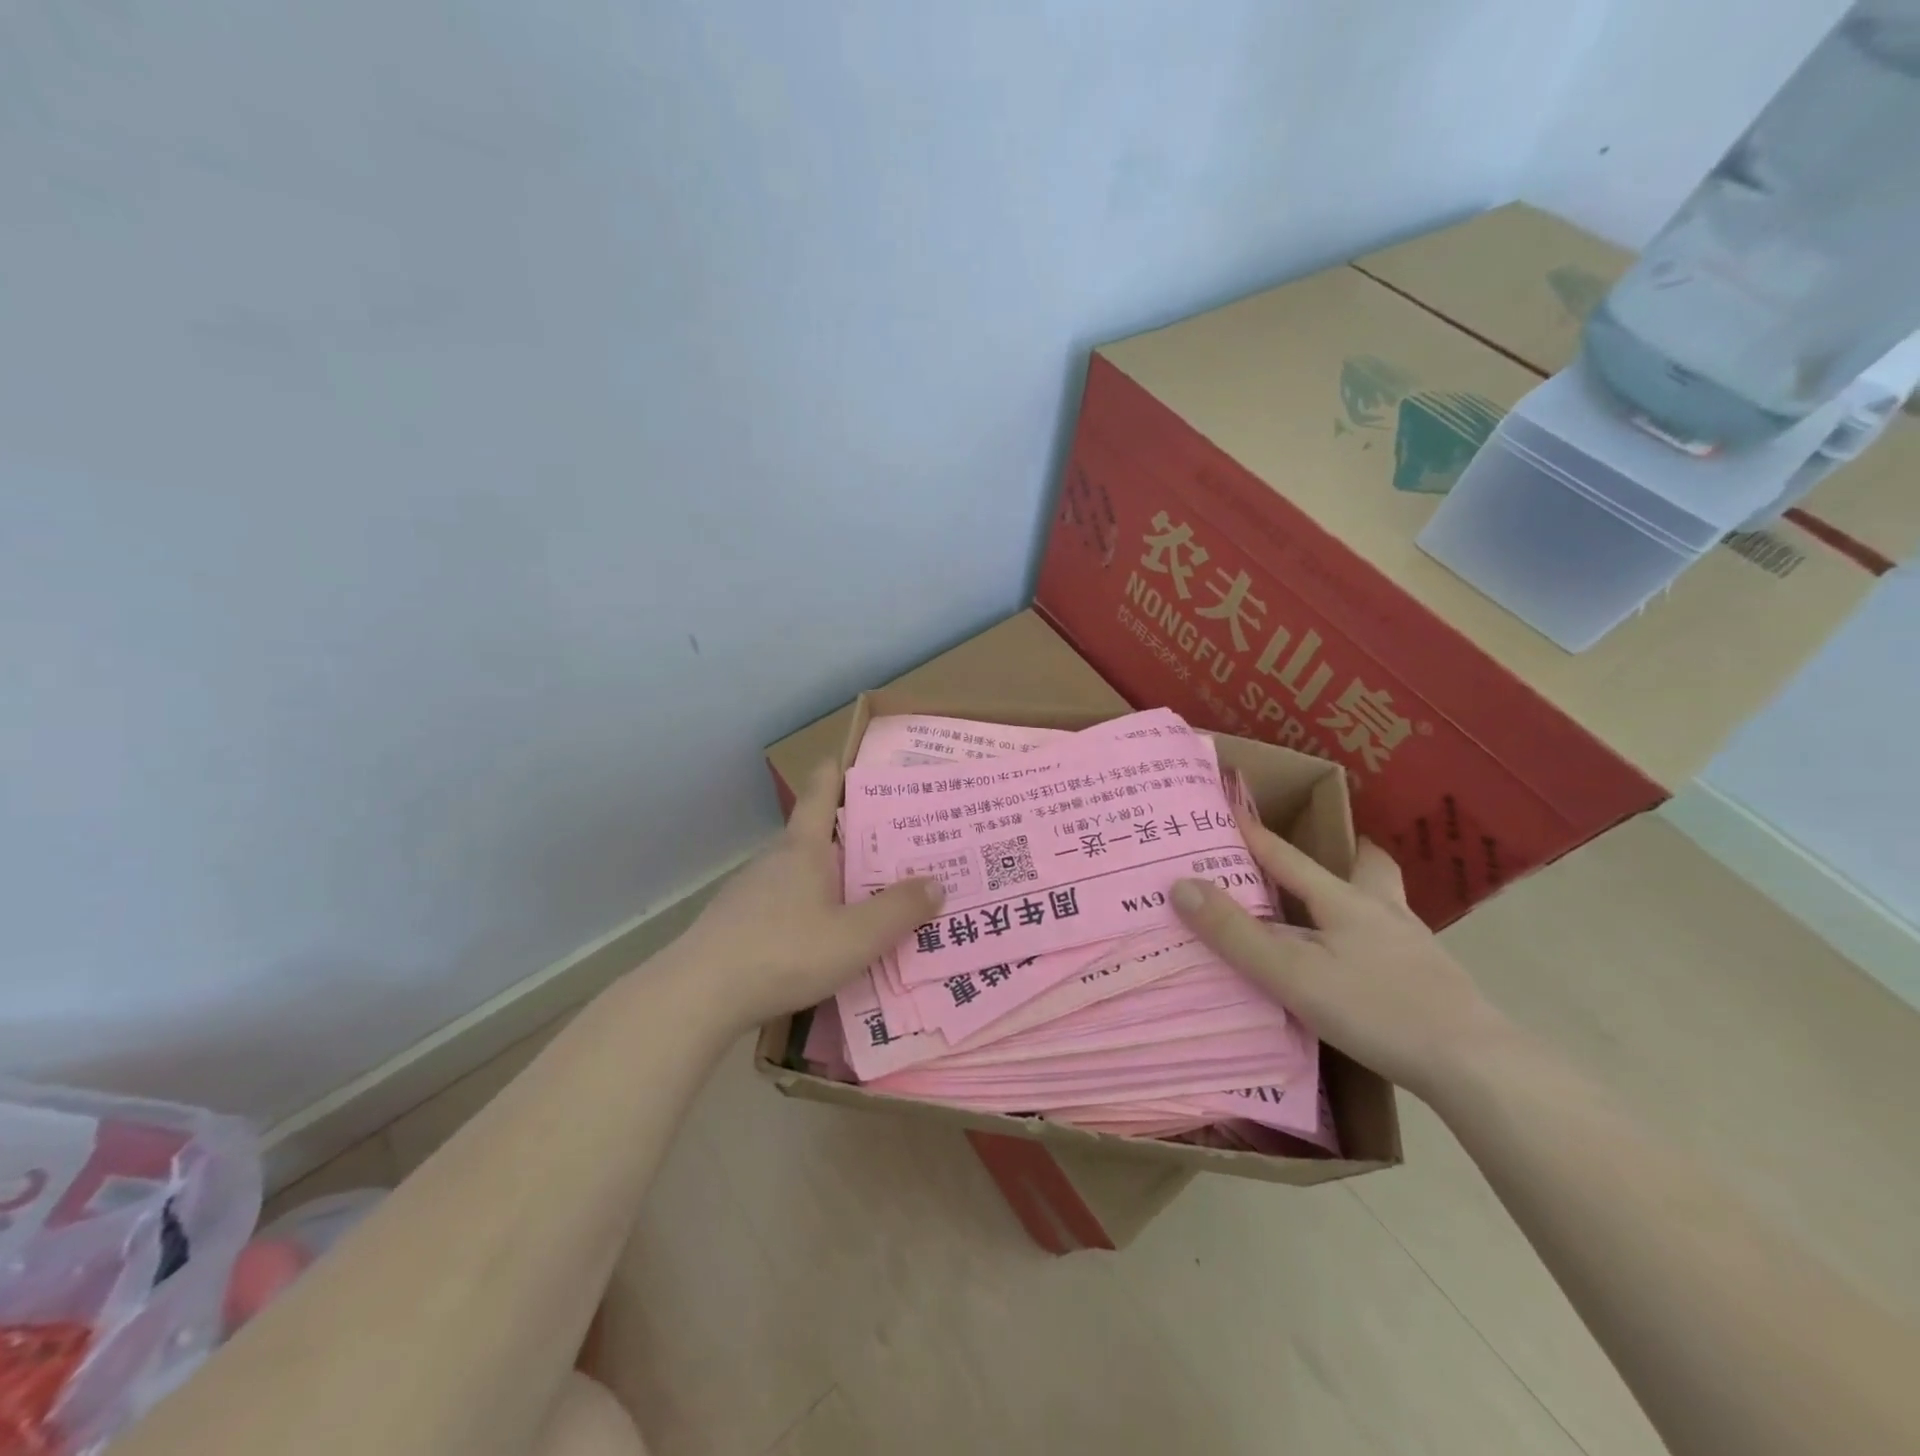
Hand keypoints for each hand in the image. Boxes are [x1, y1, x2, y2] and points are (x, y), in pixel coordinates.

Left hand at [668, 760, 943, 1028]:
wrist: (697, 997)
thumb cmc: (783, 953)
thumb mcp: (856, 937)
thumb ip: (899, 910)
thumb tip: (936, 882)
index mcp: (804, 847)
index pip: (820, 790)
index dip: (840, 770)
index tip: (863, 763)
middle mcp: (776, 859)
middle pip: (817, 833)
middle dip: (855, 835)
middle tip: (897, 846)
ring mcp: (751, 891)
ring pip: (801, 872)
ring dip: (833, 877)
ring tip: (869, 895)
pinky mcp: (737, 922)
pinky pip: (785, 903)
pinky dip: (810, 908)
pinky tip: (825, 939)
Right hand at [1171, 818, 1511, 1098]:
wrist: (1476, 1066)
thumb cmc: (1377, 1010)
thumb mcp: (1291, 974)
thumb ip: (1236, 933)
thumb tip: (1181, 884)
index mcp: (1344, 901)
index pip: (1287, 856)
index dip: (1253, 833)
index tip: (1227, 806)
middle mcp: (1383, 912)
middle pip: (1367, 867)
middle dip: (1345, 853)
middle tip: (1324, 856)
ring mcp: (1415, 946)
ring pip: (1385, 904)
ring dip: (1360, 897)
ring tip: (1334, 914)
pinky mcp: (1434, 982)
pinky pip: (1395, 942)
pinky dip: (1373, 939)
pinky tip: (1364, 967)